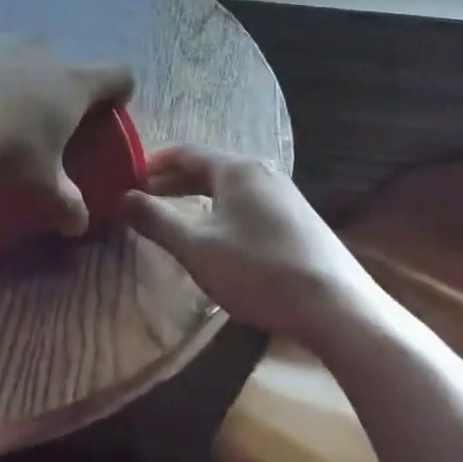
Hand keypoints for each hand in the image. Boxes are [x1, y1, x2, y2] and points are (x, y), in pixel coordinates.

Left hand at [0, 34, 133, 234]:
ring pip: (18, 54)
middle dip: (59, 87)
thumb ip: (65, 202)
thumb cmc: (2, 146)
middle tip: (45, 119)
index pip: (117, 74)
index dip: (119, 91)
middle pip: (64, 62)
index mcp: (73, 81)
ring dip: (14, 76)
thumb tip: (79, 225)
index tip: (109, 111)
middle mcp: (42, 50)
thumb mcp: (38, 182)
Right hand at [124, 146, 385, 345]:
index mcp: (237, 169)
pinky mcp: (298, 221)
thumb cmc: (258, 270)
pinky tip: (215, 235)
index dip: (152, 162)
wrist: (338, 309)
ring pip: (228, 187)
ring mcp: (285, 196)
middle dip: (172, 181)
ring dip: (195, 197)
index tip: (127, 176)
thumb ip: (156, 219)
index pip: (185, 152)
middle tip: (142, 197)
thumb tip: (124, 197)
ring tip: (172, 216)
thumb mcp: (196, 247)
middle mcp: (262, 173)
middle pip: (207, 167)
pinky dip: (220, 210)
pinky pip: (247, 203)